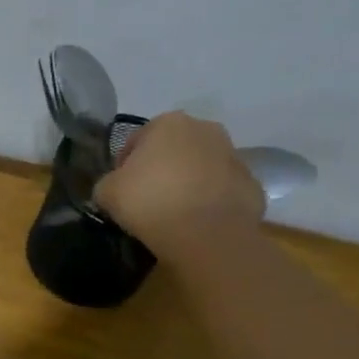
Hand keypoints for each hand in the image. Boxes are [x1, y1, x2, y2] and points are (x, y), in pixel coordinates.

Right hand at [94, 110, 265, 255]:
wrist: (206, 234)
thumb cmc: (150, 202)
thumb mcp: (106, 192)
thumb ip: (108, 183)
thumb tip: (115, 188)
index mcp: (168, 123)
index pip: (136, 141)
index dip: (124, 166)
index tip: (121, 189)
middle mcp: (205, 129)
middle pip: (173, 149)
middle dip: (161, 169)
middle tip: (147, 198)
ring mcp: (234, 155)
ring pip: (201, 167)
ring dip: (188, 182)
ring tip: (173, 212)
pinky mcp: (252, 184)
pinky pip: (221, 190)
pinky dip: (210, 201)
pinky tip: (197, 222)